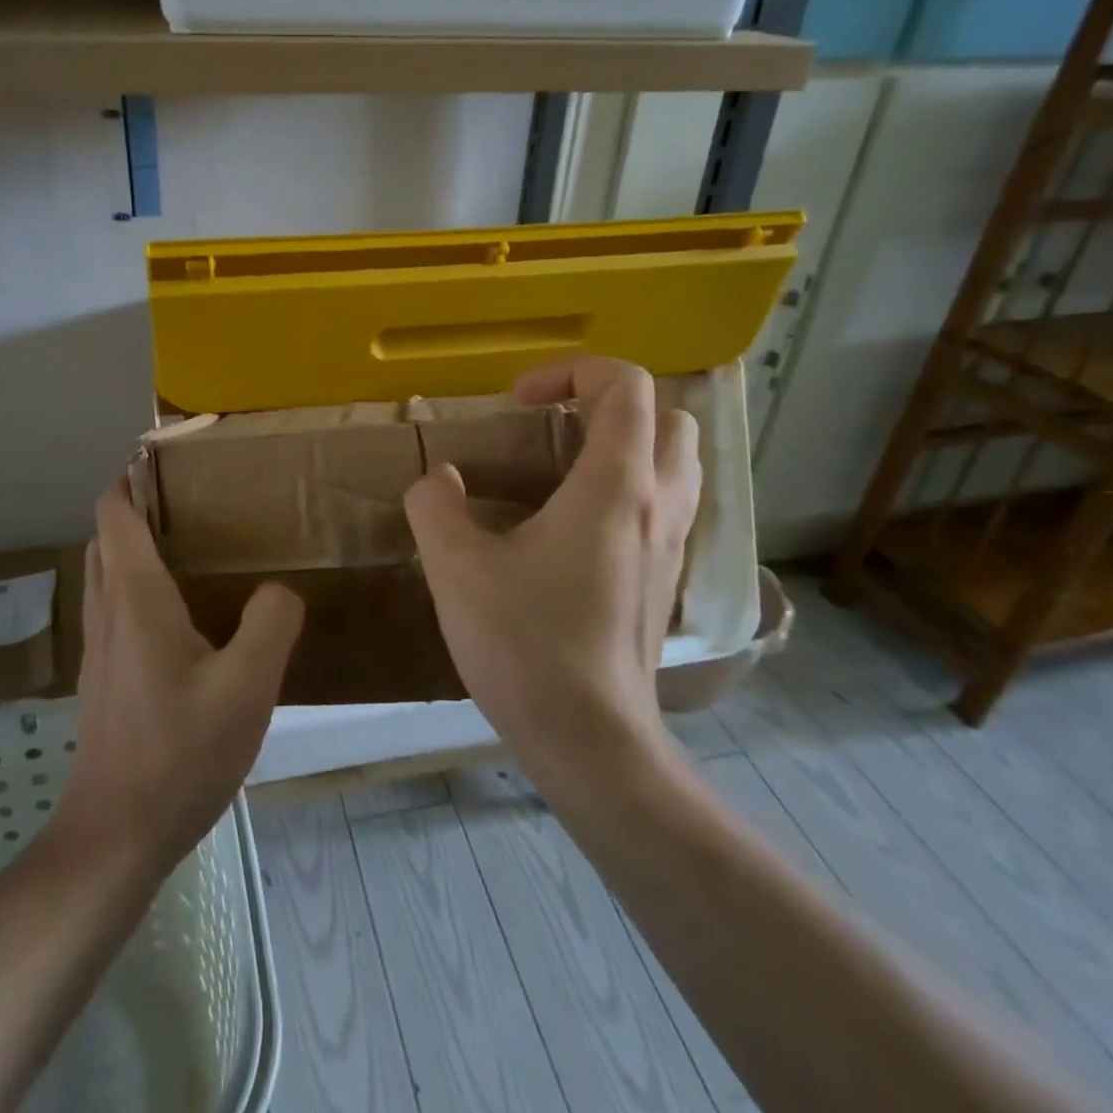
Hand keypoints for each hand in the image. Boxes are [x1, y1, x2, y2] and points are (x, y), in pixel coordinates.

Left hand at [54, 481, 303, 869]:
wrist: (115, 836)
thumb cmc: (180, 752)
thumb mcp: (248, 685)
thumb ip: (271, 622)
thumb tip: (279, 591)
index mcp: (135, 598)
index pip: (115, 514)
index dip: (132, 479)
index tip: (172, 462)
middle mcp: (108, 612)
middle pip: (106, 539)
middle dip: (138, 510)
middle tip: (196, 505)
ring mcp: (99, 650)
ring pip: (107, 575)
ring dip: (136, 550)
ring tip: (195, 551)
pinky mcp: (104, 681)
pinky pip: (116, 611)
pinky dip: (139, 590)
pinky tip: (187, 620)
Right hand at [403, 356, 700, 775]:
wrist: (591, 741)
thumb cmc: (526, 644)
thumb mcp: (456, 568)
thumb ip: (435, 507)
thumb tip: (439, 481)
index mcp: (615, 485)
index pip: (624, 385)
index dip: (571, 371)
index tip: (518, 402)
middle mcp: (659, 503)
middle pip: (667, 416)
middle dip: (609, 403)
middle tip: (552, 427)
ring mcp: (673, 544)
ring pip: (678, 461)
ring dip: (628, 443)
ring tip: (565, 467)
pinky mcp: (668, 578)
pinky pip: (669, 504)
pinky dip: (634, 487)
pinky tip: (578, 524)